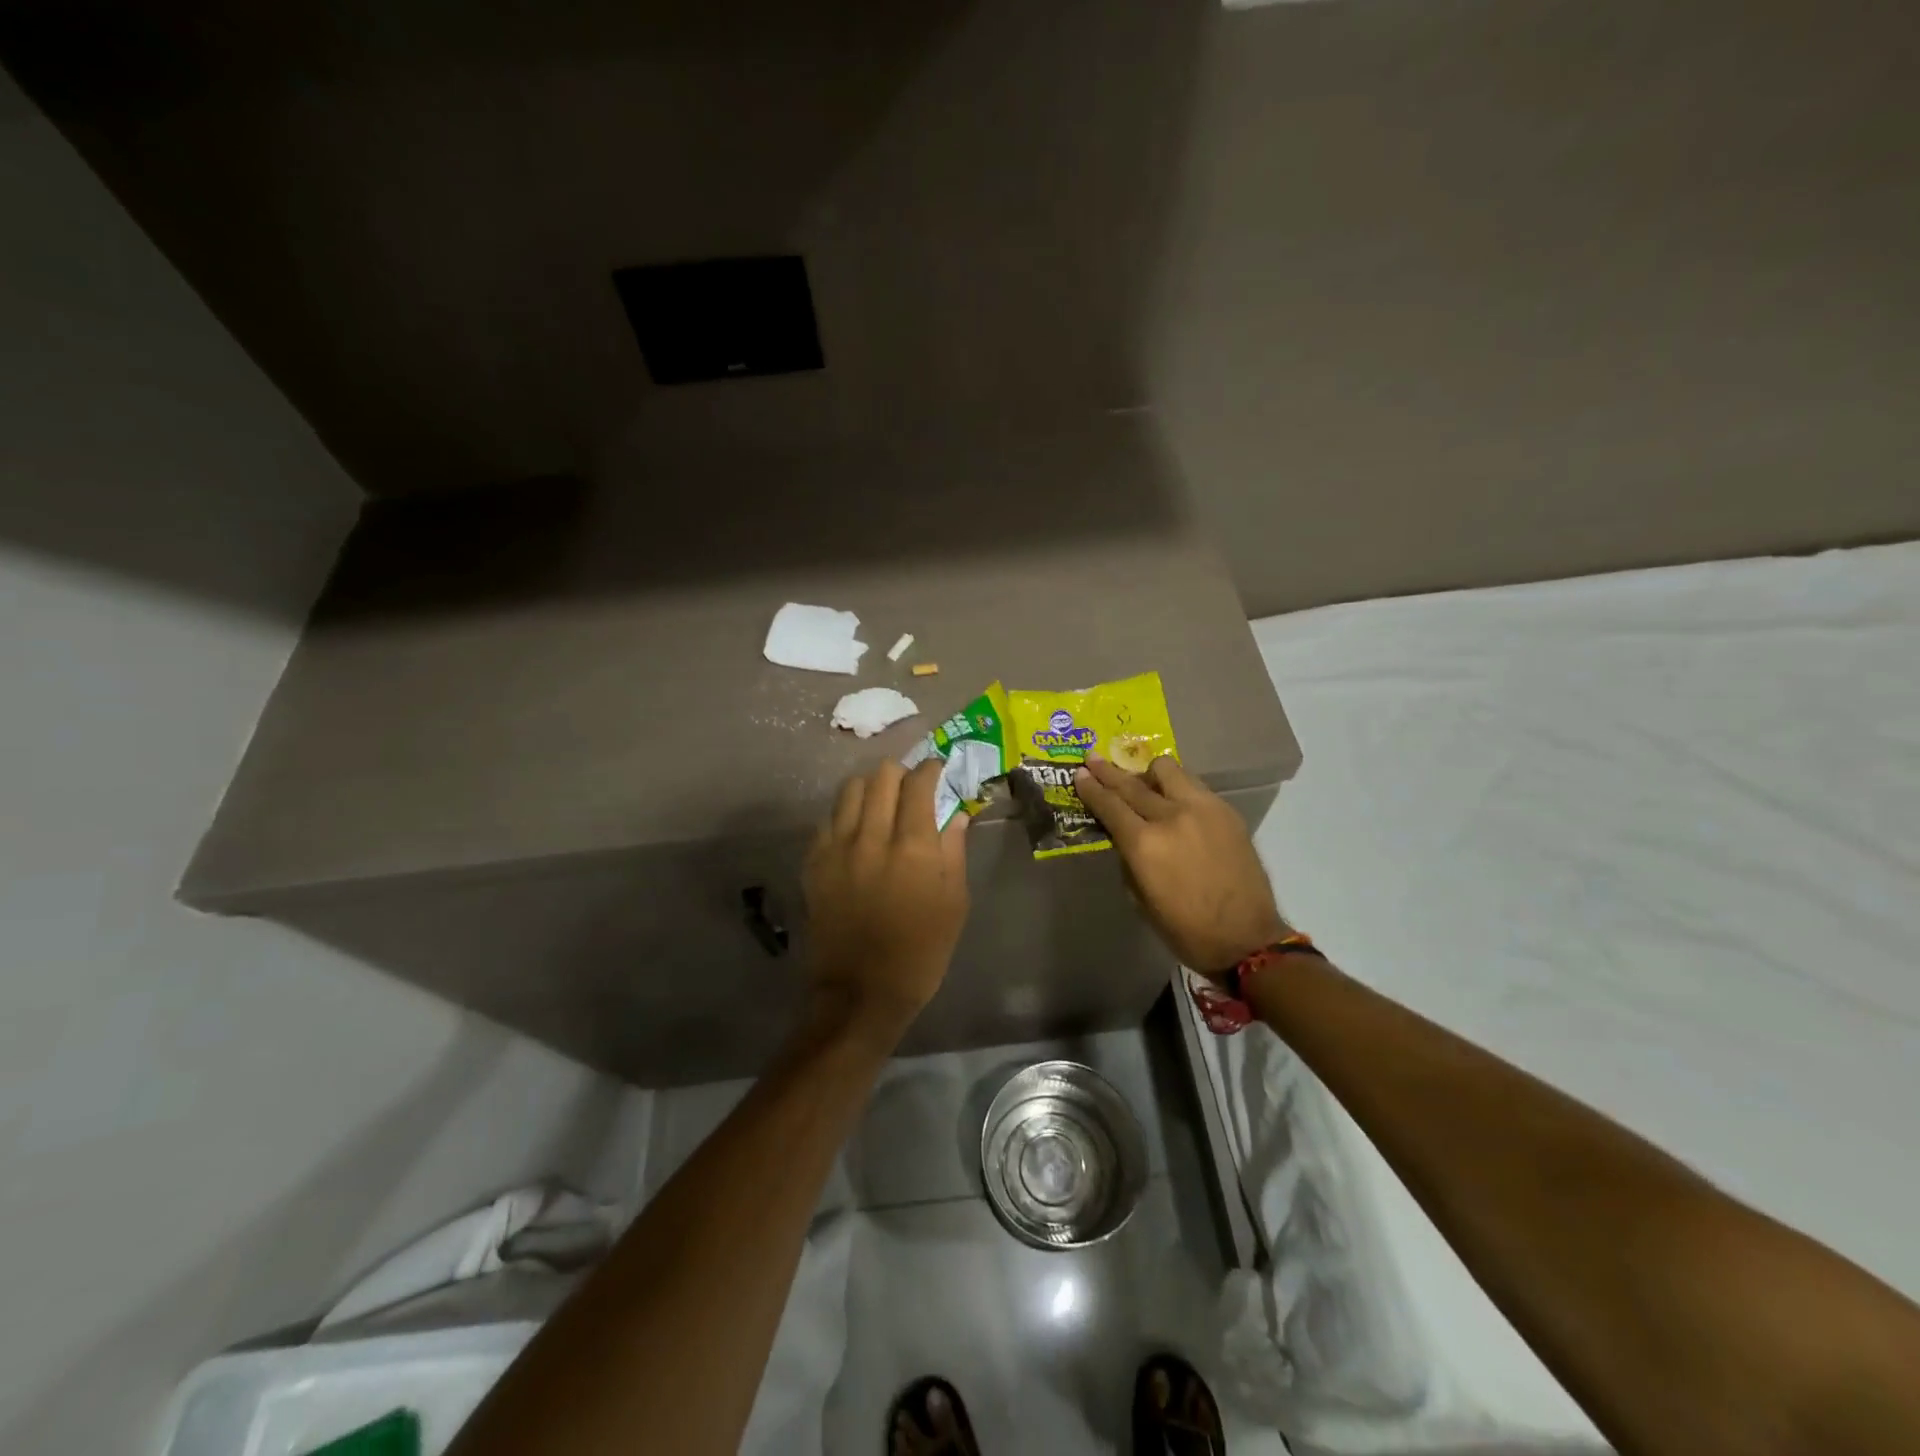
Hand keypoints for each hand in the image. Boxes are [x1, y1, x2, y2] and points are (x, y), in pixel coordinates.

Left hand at [805, 757, 971, 1036]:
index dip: (931, 768)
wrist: (860, 992)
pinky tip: (857, 830)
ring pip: (850, 789)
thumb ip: (954, 851)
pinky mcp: (814, 863)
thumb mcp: (954, 903)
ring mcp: (837, 848)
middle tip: (911, 787)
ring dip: (871, 786)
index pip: (918, 784)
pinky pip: (829, 818)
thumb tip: (955, 813)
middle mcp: (872, 837)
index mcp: (913, 848)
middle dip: (901, 772)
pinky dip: (847, 813)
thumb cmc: (921, 952)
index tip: (937, 769)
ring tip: (881, 802)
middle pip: (881, 775)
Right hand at [1073, 753, 1287, 973]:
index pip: (1110, 805)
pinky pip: (1194, 785)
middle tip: (1094, 759)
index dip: (1092, 788)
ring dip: (1148, 774)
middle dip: (1109, 771)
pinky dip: (1177, 787)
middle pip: (1133, 783)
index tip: (1080, 773)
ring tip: (1143, 781)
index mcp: (1144, 844)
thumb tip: (1122, 834)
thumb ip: (1128, 857)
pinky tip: (1174, 799)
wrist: (1246, 938)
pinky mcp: (1226, 811)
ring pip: (1168, 771)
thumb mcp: (1140, 897)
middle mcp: (1171, 816)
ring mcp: (1202, 809)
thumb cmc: (1185, 929)